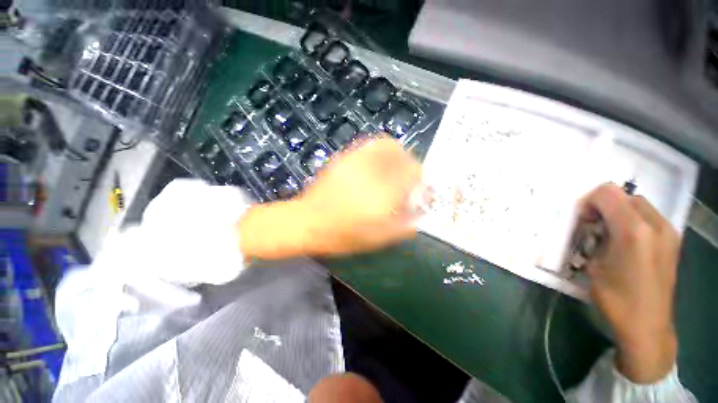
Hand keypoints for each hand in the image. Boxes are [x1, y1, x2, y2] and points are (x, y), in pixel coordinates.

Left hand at [299, 137, 421, 254]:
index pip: (413, 173)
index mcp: (382, 193)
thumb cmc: (343, 235)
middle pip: (403, 155)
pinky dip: (382, 149)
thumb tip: (420, 215)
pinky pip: (370, 145)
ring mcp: (356, 161)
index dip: (421, 180)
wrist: (308, 222)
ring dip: (399, 155)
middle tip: (409, 178)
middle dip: (412, 166)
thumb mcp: (377, 239)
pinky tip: (379, 163)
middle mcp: (371, 172)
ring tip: (397, 168)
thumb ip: (403, 227)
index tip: (419, 189)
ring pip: (388, 145)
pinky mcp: (345, 158)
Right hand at [581, 184, 679, 382]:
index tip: (582, 221)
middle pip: (624, 195)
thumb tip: (591, 225)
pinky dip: (632, 220)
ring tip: (609, 235)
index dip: (589, 202)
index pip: (607, 193)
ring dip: (618, 212)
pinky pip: (649, 216)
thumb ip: (594, 237)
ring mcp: (668, 232)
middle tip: (593, 228)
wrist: (647, 325)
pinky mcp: (672, 240)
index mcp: (634, 230)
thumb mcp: (594, 265)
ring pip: (638, 204)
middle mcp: (656, 224)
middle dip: (604, 206)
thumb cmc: (615, 298)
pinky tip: (626, 242)